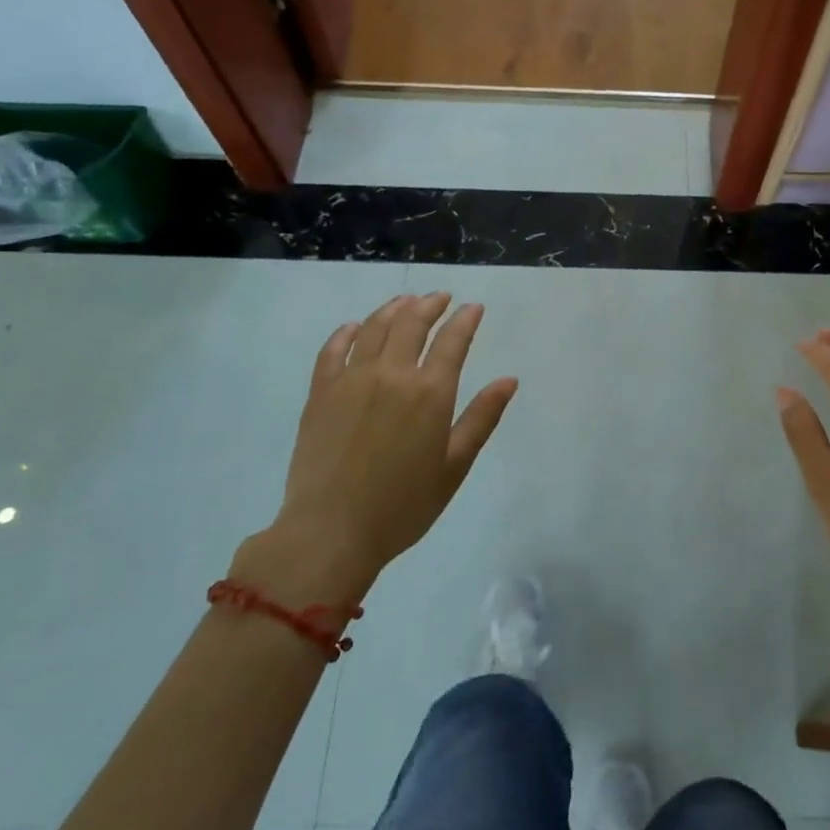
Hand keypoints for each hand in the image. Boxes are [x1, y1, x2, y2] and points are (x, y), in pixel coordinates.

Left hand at [233, 293, 517, 606]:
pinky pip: (333, 349)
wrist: (331, 532)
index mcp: (430, 392)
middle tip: (441, 297)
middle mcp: (392, 374)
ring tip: (405, 302)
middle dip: (430, 304)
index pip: (453, 340)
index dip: (465, 319)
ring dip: (394, 309)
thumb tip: (508, 380)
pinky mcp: (321, 392)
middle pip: (412, 323)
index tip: (474, 308)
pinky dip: (347, 332)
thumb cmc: (403, 505)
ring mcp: (351, 379)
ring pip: (374, 327)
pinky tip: (354, 328)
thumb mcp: (455, 465)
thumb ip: (482, 417)